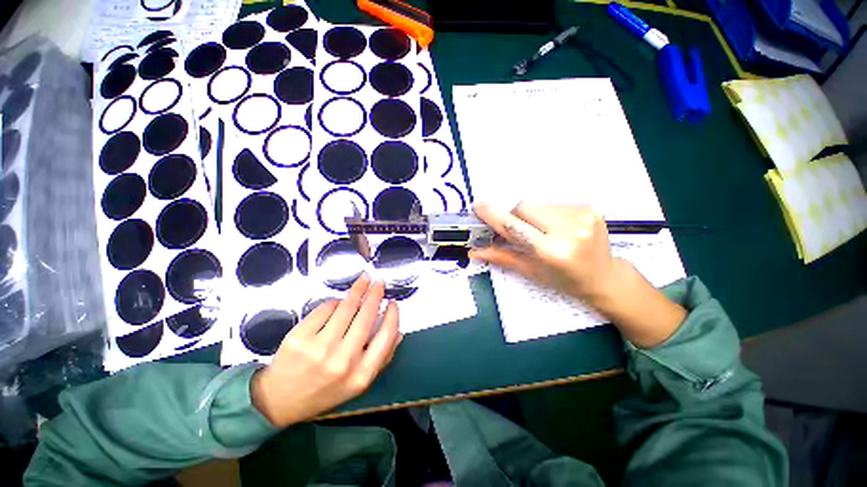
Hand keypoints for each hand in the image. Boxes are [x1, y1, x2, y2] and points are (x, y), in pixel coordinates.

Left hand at [251, 275, 401, 426]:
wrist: (280, 401)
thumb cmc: (325, 390)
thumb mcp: (358, 383)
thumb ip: (381, 359)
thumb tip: (399, 332)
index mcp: (361, 374)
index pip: (386, 335)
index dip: (393, 315)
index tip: (393, 302)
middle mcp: (343, 360)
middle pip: (366, 316)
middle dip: (375, 293)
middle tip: (379, 281)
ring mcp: (319, 347)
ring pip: (346, 307)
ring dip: (358, 290)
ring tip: (363, 281)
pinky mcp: (299, 337)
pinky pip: (325, 308)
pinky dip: (335, 301)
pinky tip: (339, 301)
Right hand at [471, 203, 685, 347]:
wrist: (604, 276)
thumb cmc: (563, 280)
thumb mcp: (530, 271)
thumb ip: (501, 257)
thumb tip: (474, 251)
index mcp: (552, 251)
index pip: (515, 227)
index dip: (494, 216)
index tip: (479, 206)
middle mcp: (569, 230)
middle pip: (525, 207)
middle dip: (515, 217)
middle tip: (519, 231)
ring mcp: (583, 215)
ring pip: (538, 204)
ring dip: (531, 216)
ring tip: (542, 232)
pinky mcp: (591, 207)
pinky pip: (554, 203)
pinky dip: (547, 213)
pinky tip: (557, 228)